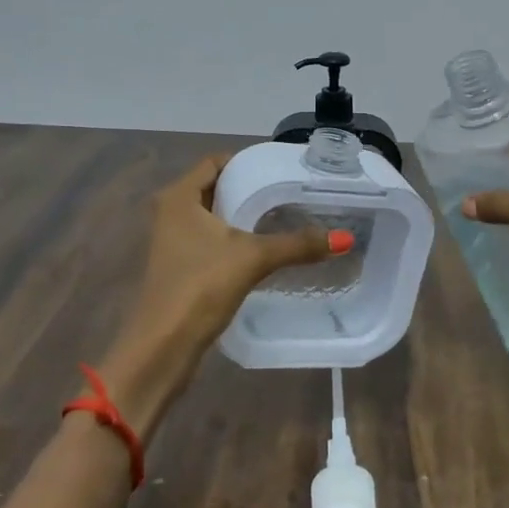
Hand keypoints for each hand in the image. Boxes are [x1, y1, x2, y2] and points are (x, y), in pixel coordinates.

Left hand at [102, 155, 340, 433]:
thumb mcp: (253, 259)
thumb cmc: (201, 287)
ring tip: (280, 216)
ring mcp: (171, 242)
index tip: (279, 168)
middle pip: (214, 188)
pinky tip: (260, 249)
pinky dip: (232, 238)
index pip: (214, 162)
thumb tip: (344, 239)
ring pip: (211, 216)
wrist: (163, 346)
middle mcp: (170, 213)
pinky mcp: (178, 267)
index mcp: (178, 197)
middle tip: (286, 191)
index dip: (245, 161)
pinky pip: (209, 240)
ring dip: (240, 215)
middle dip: (247, 188)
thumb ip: (297, 245)